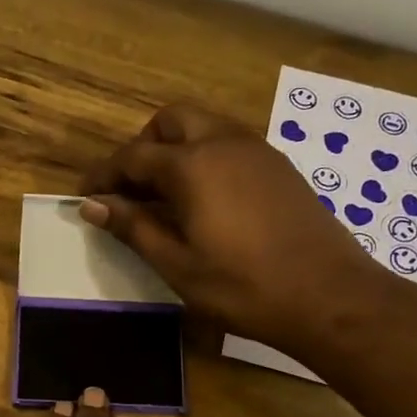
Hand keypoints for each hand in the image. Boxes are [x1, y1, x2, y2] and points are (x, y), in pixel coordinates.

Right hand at [80, 103, 379, 349]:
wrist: (329, 296)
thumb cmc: (243, 286)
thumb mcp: (177, 264)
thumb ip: (133, 227)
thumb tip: (93, 206)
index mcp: (192, 165)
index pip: (133, 156)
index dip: (104, 175)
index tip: (87, 197)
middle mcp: (224, 142)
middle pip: (171, 121)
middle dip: (142, 146)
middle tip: (130, 188)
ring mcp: (257, 150)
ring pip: (204, 126)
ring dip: (175, 148)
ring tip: (164, 195)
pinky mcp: (279, 166)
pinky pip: (230, 143)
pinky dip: (205, 157)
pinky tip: (205, 200)